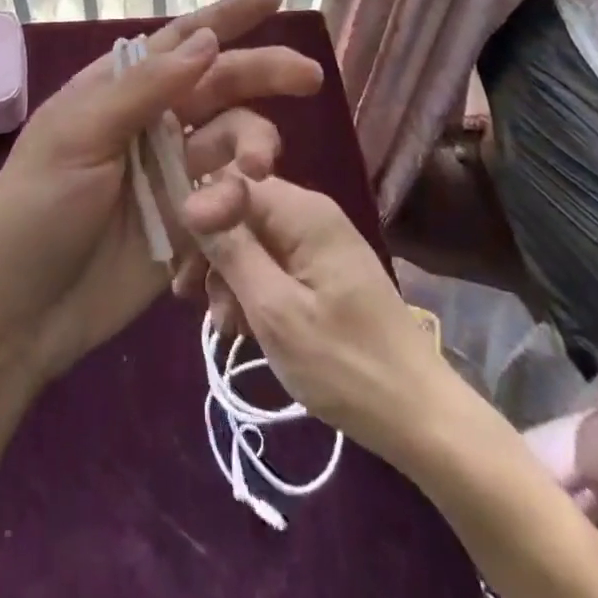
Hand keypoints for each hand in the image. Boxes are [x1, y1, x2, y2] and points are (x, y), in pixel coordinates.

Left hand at [0, 0, 322, 383]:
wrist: (18, 313)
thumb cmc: (35, 209)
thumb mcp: (80, 135)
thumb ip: (145, 87)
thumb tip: (208, 38)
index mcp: (119, 89)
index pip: (180, 41)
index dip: (226, 18)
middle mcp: (151, 122)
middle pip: (219, 85)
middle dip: (263, 74)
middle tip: (309, 77)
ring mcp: (170, 172)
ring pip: (232, 139)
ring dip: (253, 145)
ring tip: (258, 169)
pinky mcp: (187, 223)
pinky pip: (229, 196)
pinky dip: (241, 196)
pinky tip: (240, 208)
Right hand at [181, 173, 448, 463]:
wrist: (417, 416)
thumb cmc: (345, 365)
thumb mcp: (275, 311)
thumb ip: (232, 251)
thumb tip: (190, 200)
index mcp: (303, 212)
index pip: (234, 180)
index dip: (202, 211)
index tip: (180, 256)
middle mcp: (309, 213)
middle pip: (240, 209)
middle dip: (210, 248)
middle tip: (187, 294)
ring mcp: (316, 242)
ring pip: (252, 239)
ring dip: (227, 275)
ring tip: (220, 325)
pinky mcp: (320, 269)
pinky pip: (271, 262)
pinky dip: (250, 289)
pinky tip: (239, 327)